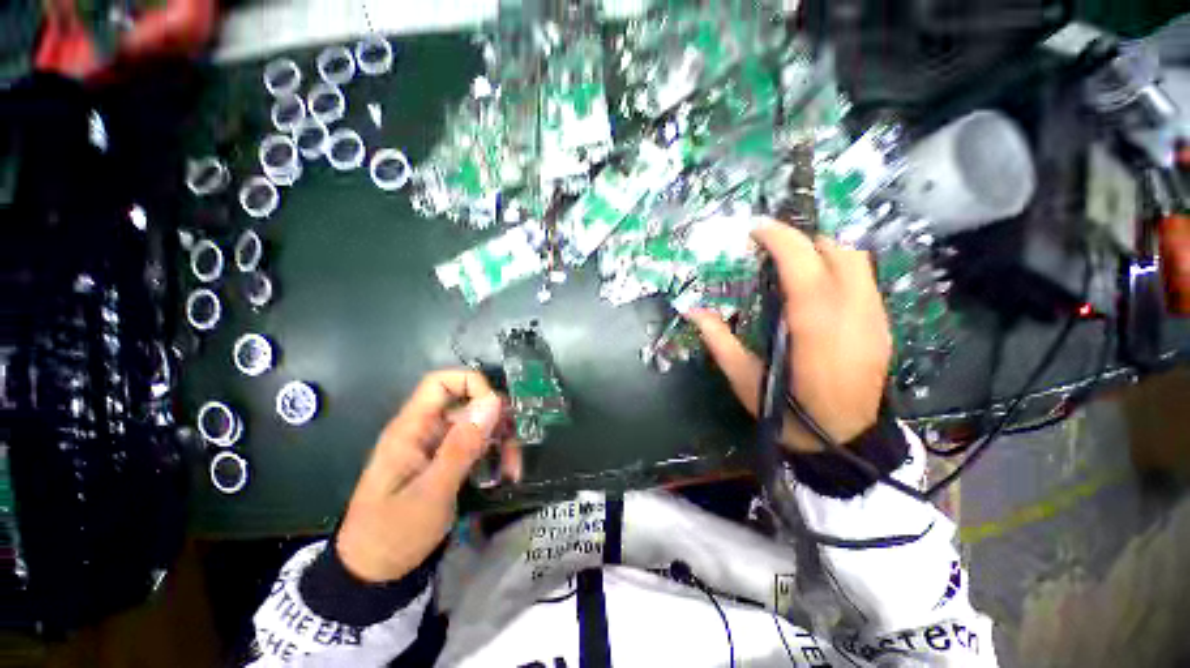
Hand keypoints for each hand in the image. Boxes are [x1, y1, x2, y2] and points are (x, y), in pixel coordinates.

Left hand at [336, 370, 521, 582]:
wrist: (373, 575)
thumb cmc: (394, 533)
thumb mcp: (432, 492)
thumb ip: (462, 445)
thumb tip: (493, 401)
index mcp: (412, 428)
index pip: (441, 383)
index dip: (471, 385)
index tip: (496, 409)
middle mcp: (425, 430)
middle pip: (467, 404)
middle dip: (496, 420)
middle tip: (515, 445)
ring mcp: (436, 447)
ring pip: (477, 426)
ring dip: (500, 441)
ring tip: (513, 469)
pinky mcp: (445, 462)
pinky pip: (475, 446)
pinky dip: (493, 455)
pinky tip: (505, 475)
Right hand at [688, 221, 891, 453]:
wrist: (843, 443)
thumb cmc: (788, 413)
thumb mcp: (744, 378)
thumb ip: (718, 340)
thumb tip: (691, 311)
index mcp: (814, 328)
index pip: (803, 266)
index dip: (781, 239)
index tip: (757, 229)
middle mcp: (853, 315)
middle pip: (839, 252)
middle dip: (804, 239)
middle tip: (774, 247)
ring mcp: (875, 320)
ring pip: (859, 262)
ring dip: (824, 251)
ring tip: (795, 262)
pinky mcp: (883, 328)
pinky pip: (865, 281)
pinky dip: (839, 270)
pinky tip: (818, 287)